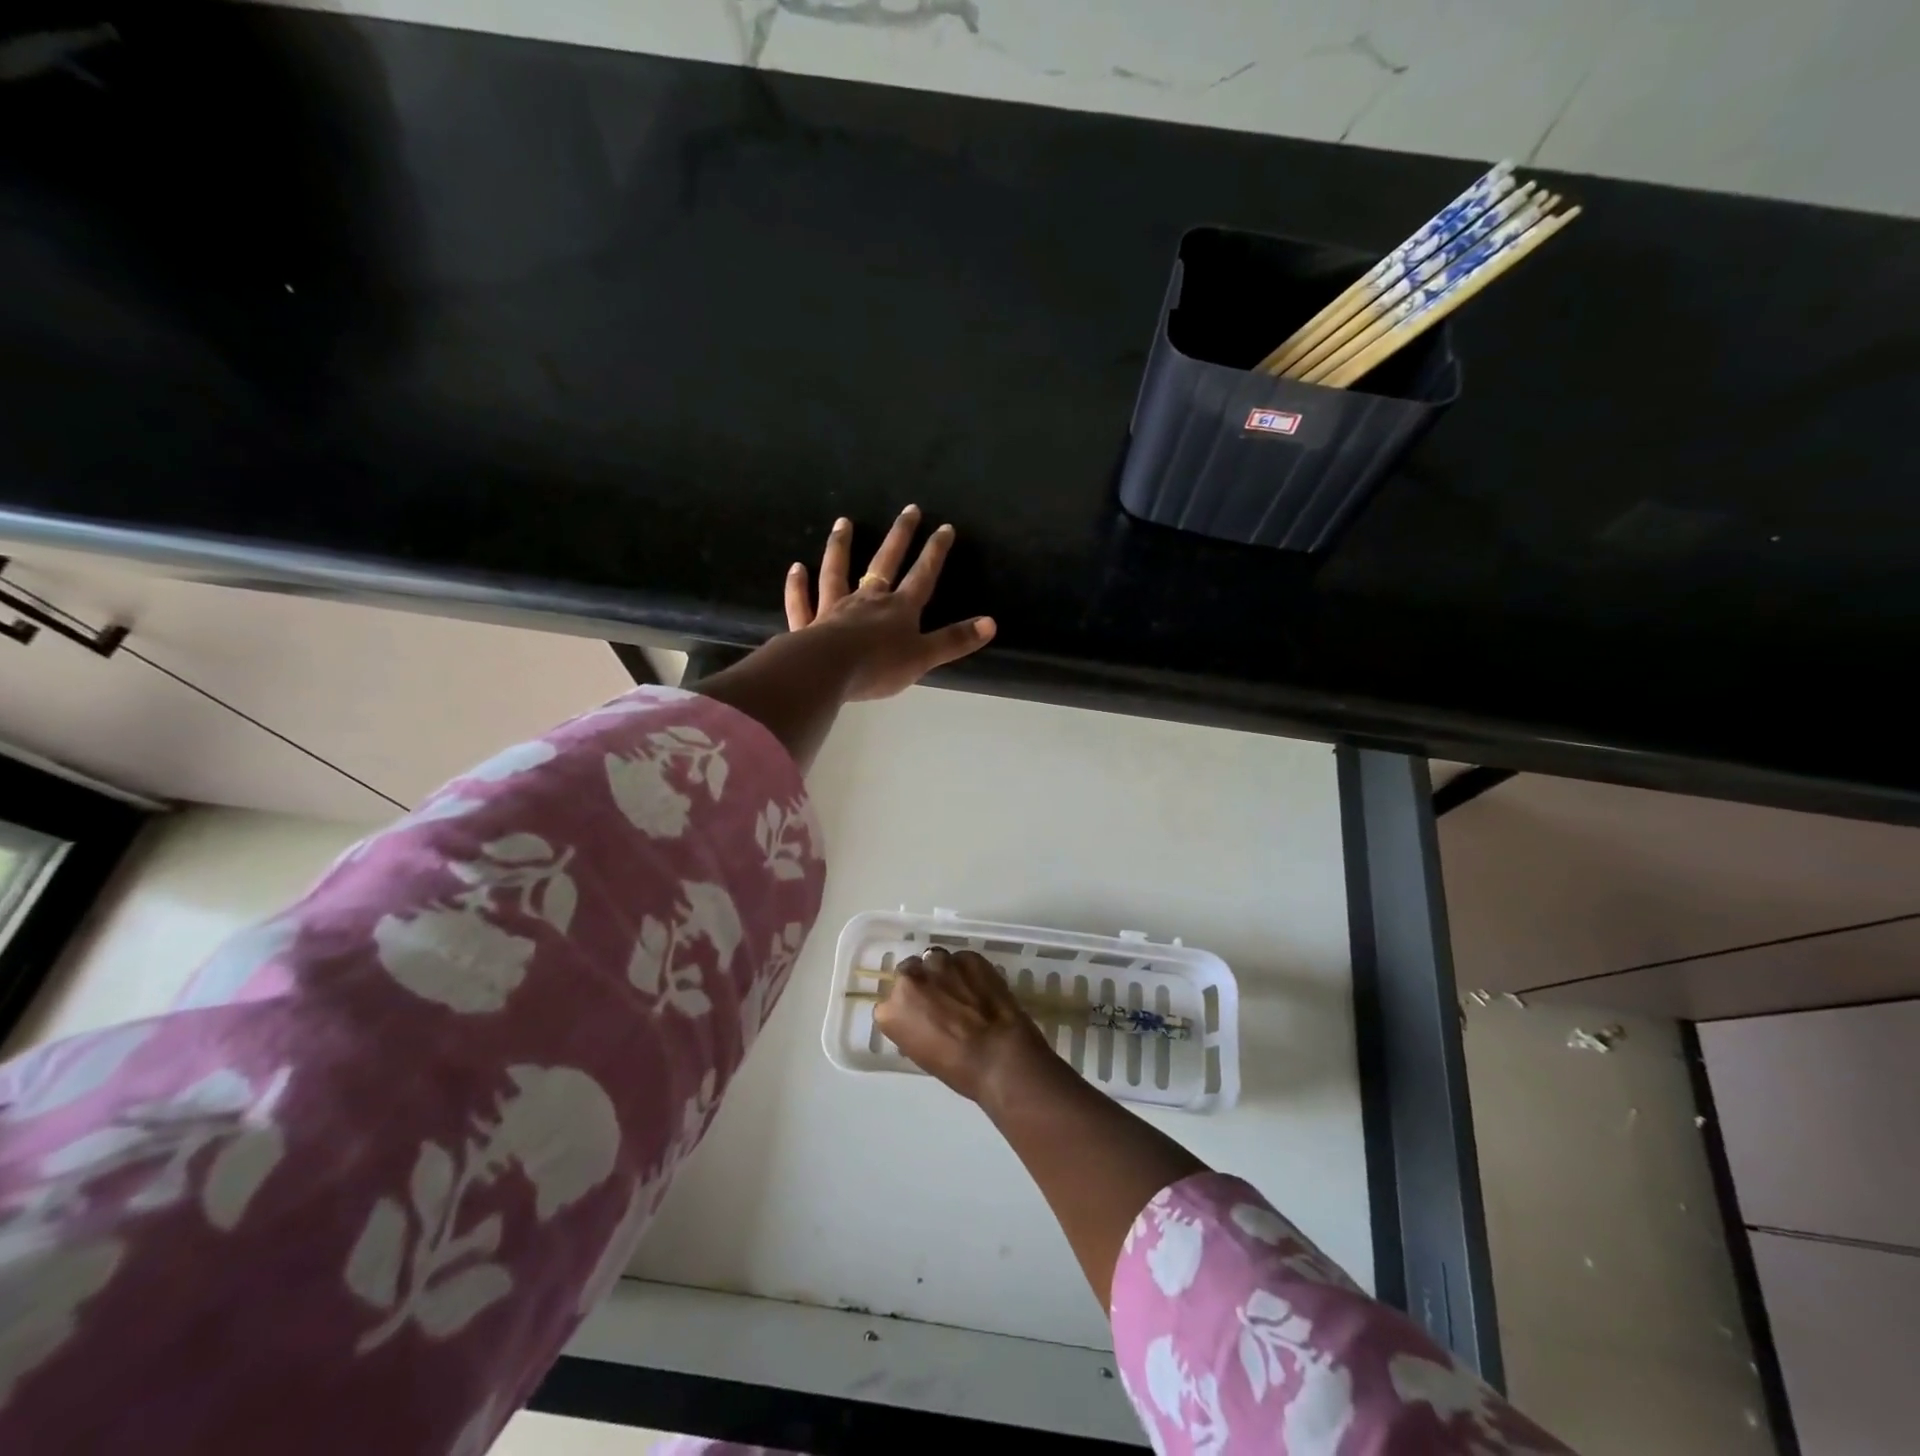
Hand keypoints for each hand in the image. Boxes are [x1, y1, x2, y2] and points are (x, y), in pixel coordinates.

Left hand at [784, 506, 995, 700]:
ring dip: (841, 547)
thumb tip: (991, 623)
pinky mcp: (807, 625)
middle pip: (885, 563)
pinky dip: (798, 585)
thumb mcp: (923, 656)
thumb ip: (954, 640)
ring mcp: (834, 609)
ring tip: (842, 522)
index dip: (935, 552)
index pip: (922, 575)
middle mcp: (867, 601)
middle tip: (908, 509)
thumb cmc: (878, 666)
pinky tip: (796, 568)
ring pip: (837, 572)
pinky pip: (802, 602)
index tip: (945, 527)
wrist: (826, 671)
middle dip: (899, 536)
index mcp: (899, 609)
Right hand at [875, 947, 1055, 1104]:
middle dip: (920, 983)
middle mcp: (910, 979)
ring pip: (933, 959)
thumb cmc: (957, 1068)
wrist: (999, 1054)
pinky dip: (967, 971)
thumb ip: (912, 1026)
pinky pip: (961, 960)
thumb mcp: (920, 1053)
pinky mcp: (967, 956)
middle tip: (938, 999)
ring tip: (960, 989)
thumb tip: (921, 1018)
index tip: (919, 1017)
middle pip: (908, 973)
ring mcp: (939, 963)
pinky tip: (979, 987)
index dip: (906, 1009)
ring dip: (942, 972)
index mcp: (891, 1010)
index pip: (889, 1003)